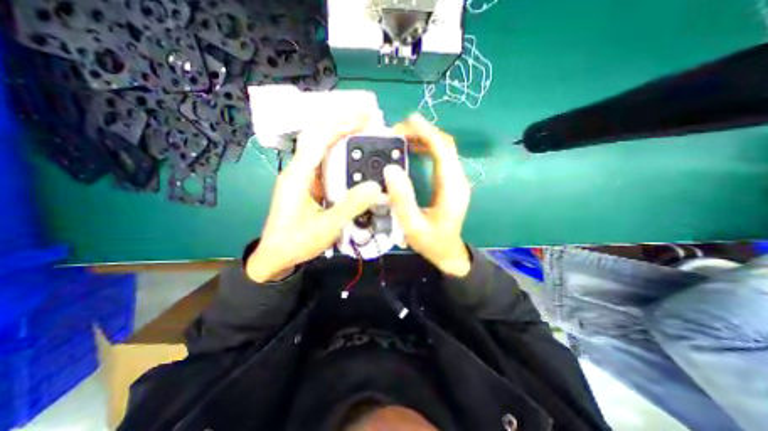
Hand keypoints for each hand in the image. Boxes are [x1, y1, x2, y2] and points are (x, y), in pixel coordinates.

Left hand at [247, 115, 384, 281]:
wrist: (276, 256)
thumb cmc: (296, 242)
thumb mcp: (326, 227)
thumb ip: (350, 206)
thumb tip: (375, 186)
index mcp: (298, 176)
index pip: (318, 139)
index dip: (342, 125)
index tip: (365, 118)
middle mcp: (298, 170)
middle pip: (317, 136)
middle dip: (341, 123)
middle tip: (367, 121)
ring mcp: (302, 177)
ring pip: (320, 147)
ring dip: (340, 136)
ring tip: (363, 133)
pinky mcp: (307, 185)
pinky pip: (324, 162)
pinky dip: (339, 154)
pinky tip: (353, 156)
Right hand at [387, 114, 470, 276]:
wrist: (448, 252)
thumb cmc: (431, 242)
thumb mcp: (412, 225)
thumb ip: (402, 198)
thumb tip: (391, 168)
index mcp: (451, 188)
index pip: (443, 150)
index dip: (426, 132)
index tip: (407, 122)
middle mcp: (458, 179)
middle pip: (445, 145)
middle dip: (423, 132)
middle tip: (398, 131)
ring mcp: (456, 180)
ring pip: (444, 149)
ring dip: (425, 139)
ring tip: (402, 137)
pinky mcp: (450, 183)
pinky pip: (441, 158)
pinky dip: (427, 148)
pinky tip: (412, 149)